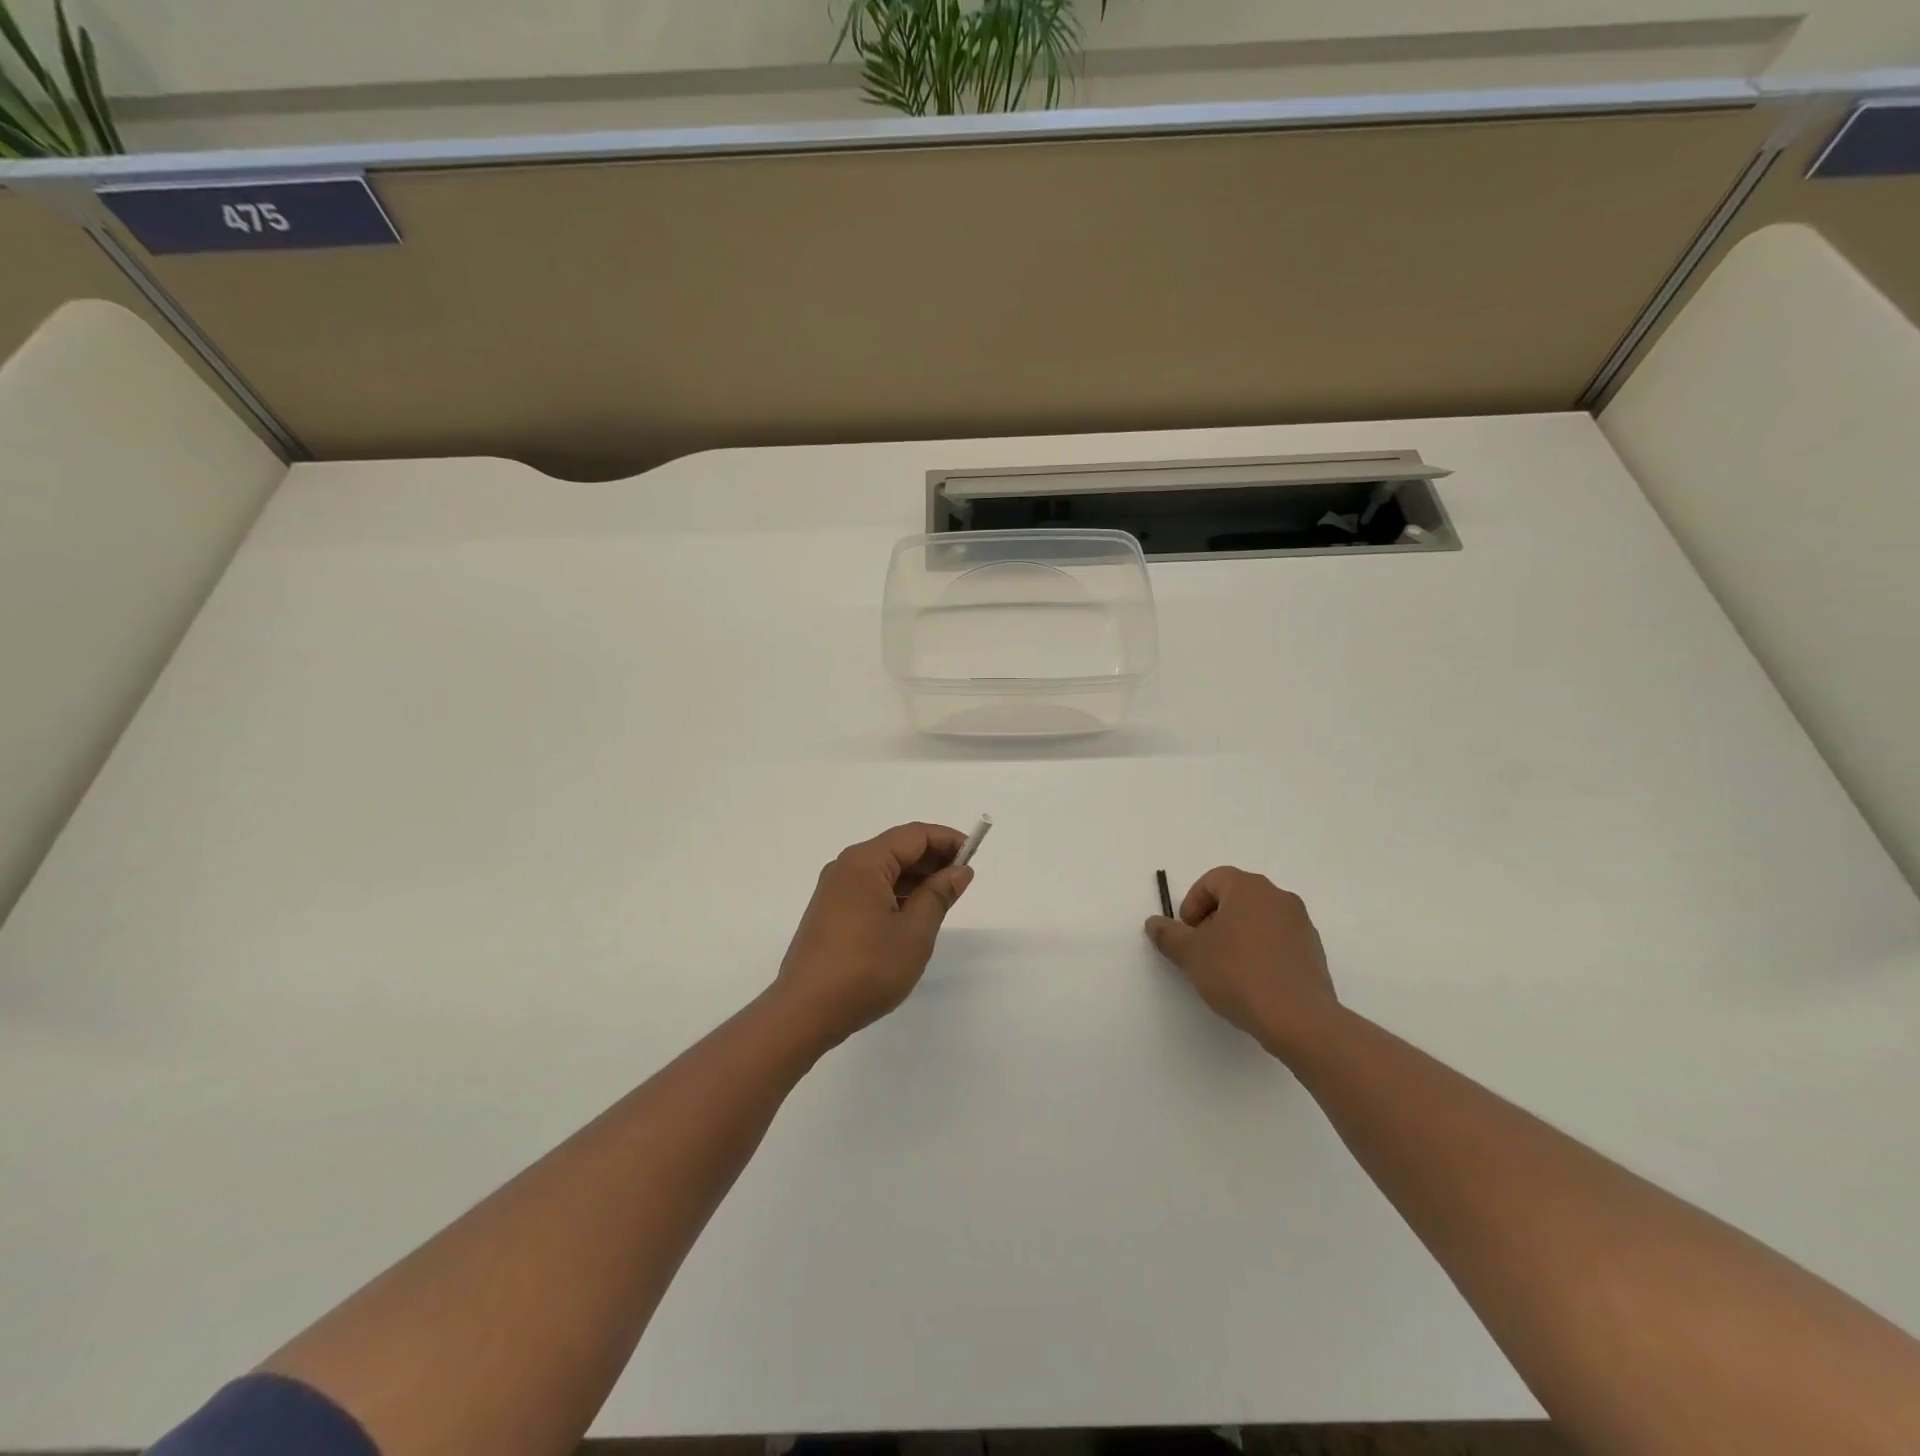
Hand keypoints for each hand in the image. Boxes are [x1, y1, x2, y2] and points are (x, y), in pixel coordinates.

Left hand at [773, 822, 974, 1049]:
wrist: (805, 1012)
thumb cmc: (867, 969)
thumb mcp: (914, 932)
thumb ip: (938, 895)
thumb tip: (959, 871)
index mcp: (865, 862)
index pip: (914, 835)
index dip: (947, 840)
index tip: (974, 855)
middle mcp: (846, 867)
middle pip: (897, 848)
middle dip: (932, 859)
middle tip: (963, 880)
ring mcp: (834, 890)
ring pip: (883, 870)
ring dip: (915, 878)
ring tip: (944, 899)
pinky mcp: (830, 912)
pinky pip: (870, 889)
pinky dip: (896, 894)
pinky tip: (913, 914)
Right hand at [1145, 867, 1338, 1055]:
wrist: (1298, 1018)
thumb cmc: (1238, 974)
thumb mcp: (1190, 954)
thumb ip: (1168, 934)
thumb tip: (1155, 923)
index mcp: (1249, 888)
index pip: (1213, 880)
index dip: (1192, 903)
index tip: (1186, 932)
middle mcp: (1278, 897)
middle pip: (1237, 897)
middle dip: (1213, 919)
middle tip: (1201, 948)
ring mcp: (1300, 924)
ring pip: (1258, 919)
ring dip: (1237, 935)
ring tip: (1225, 968)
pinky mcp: (1314, 951)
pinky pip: (1278, 940)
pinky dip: (1260, 951)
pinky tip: (1251, 980)